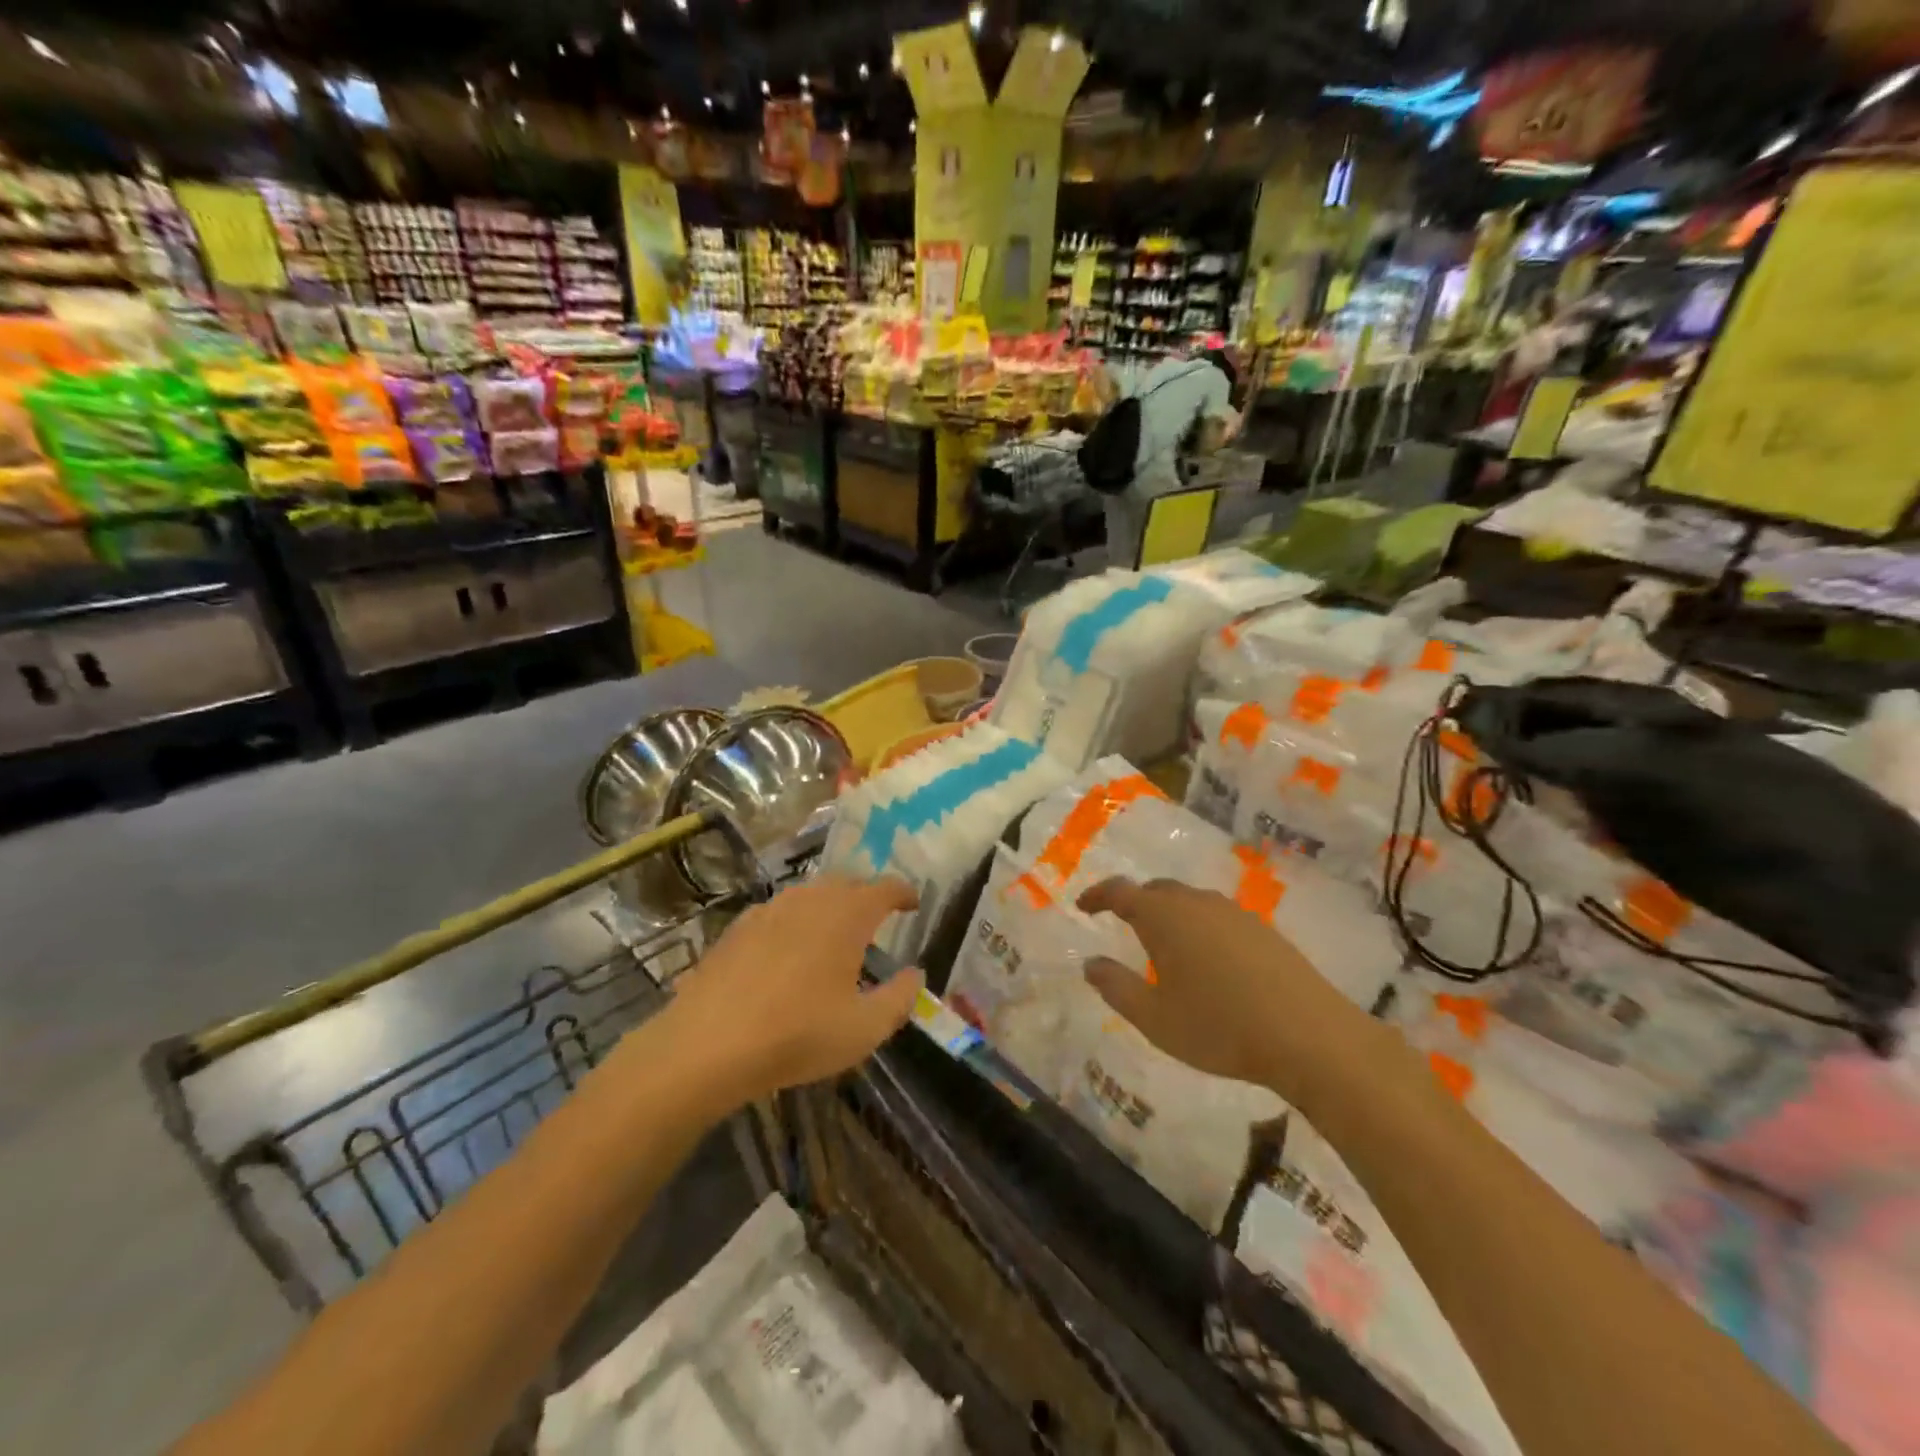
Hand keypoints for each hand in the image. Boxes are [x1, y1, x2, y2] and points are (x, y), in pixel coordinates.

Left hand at [664, 876, 923, 1108]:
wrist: (707, 1045)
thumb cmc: (797, 1035)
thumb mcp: (864, 1029)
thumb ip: (899, 998)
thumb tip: (914, 974)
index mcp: (846, 916)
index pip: (884, 888)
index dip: (903, 893)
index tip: (913, 903)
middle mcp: (810, 900)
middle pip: (846, 883)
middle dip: (866, 895)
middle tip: (877, 919)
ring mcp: (769, 910)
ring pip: (810, 894)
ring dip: (829, 905)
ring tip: (835, 932)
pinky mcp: (738, 927)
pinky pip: (779, 912)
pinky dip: (795, 921)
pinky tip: (788, 950)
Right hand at [1076, 877, 1379, 1107]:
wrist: (1310, 1036)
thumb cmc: (1220, 1027)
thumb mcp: (1155, 1019)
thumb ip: (1116, 988)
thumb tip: (1090, 963)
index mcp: (1164, 917)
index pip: (1120, 891)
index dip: (1097, 895)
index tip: (1083, 906)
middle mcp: (1197, 903)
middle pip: (1156, 889)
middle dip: (1135, 902)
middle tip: (1122, 923)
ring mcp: (1234, 913)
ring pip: (1190, 900)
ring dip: (1169, 913)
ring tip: (1164, 944)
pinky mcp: (1263, 929)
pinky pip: (1217, 915)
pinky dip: (1199, 925)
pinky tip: (1208, 958)